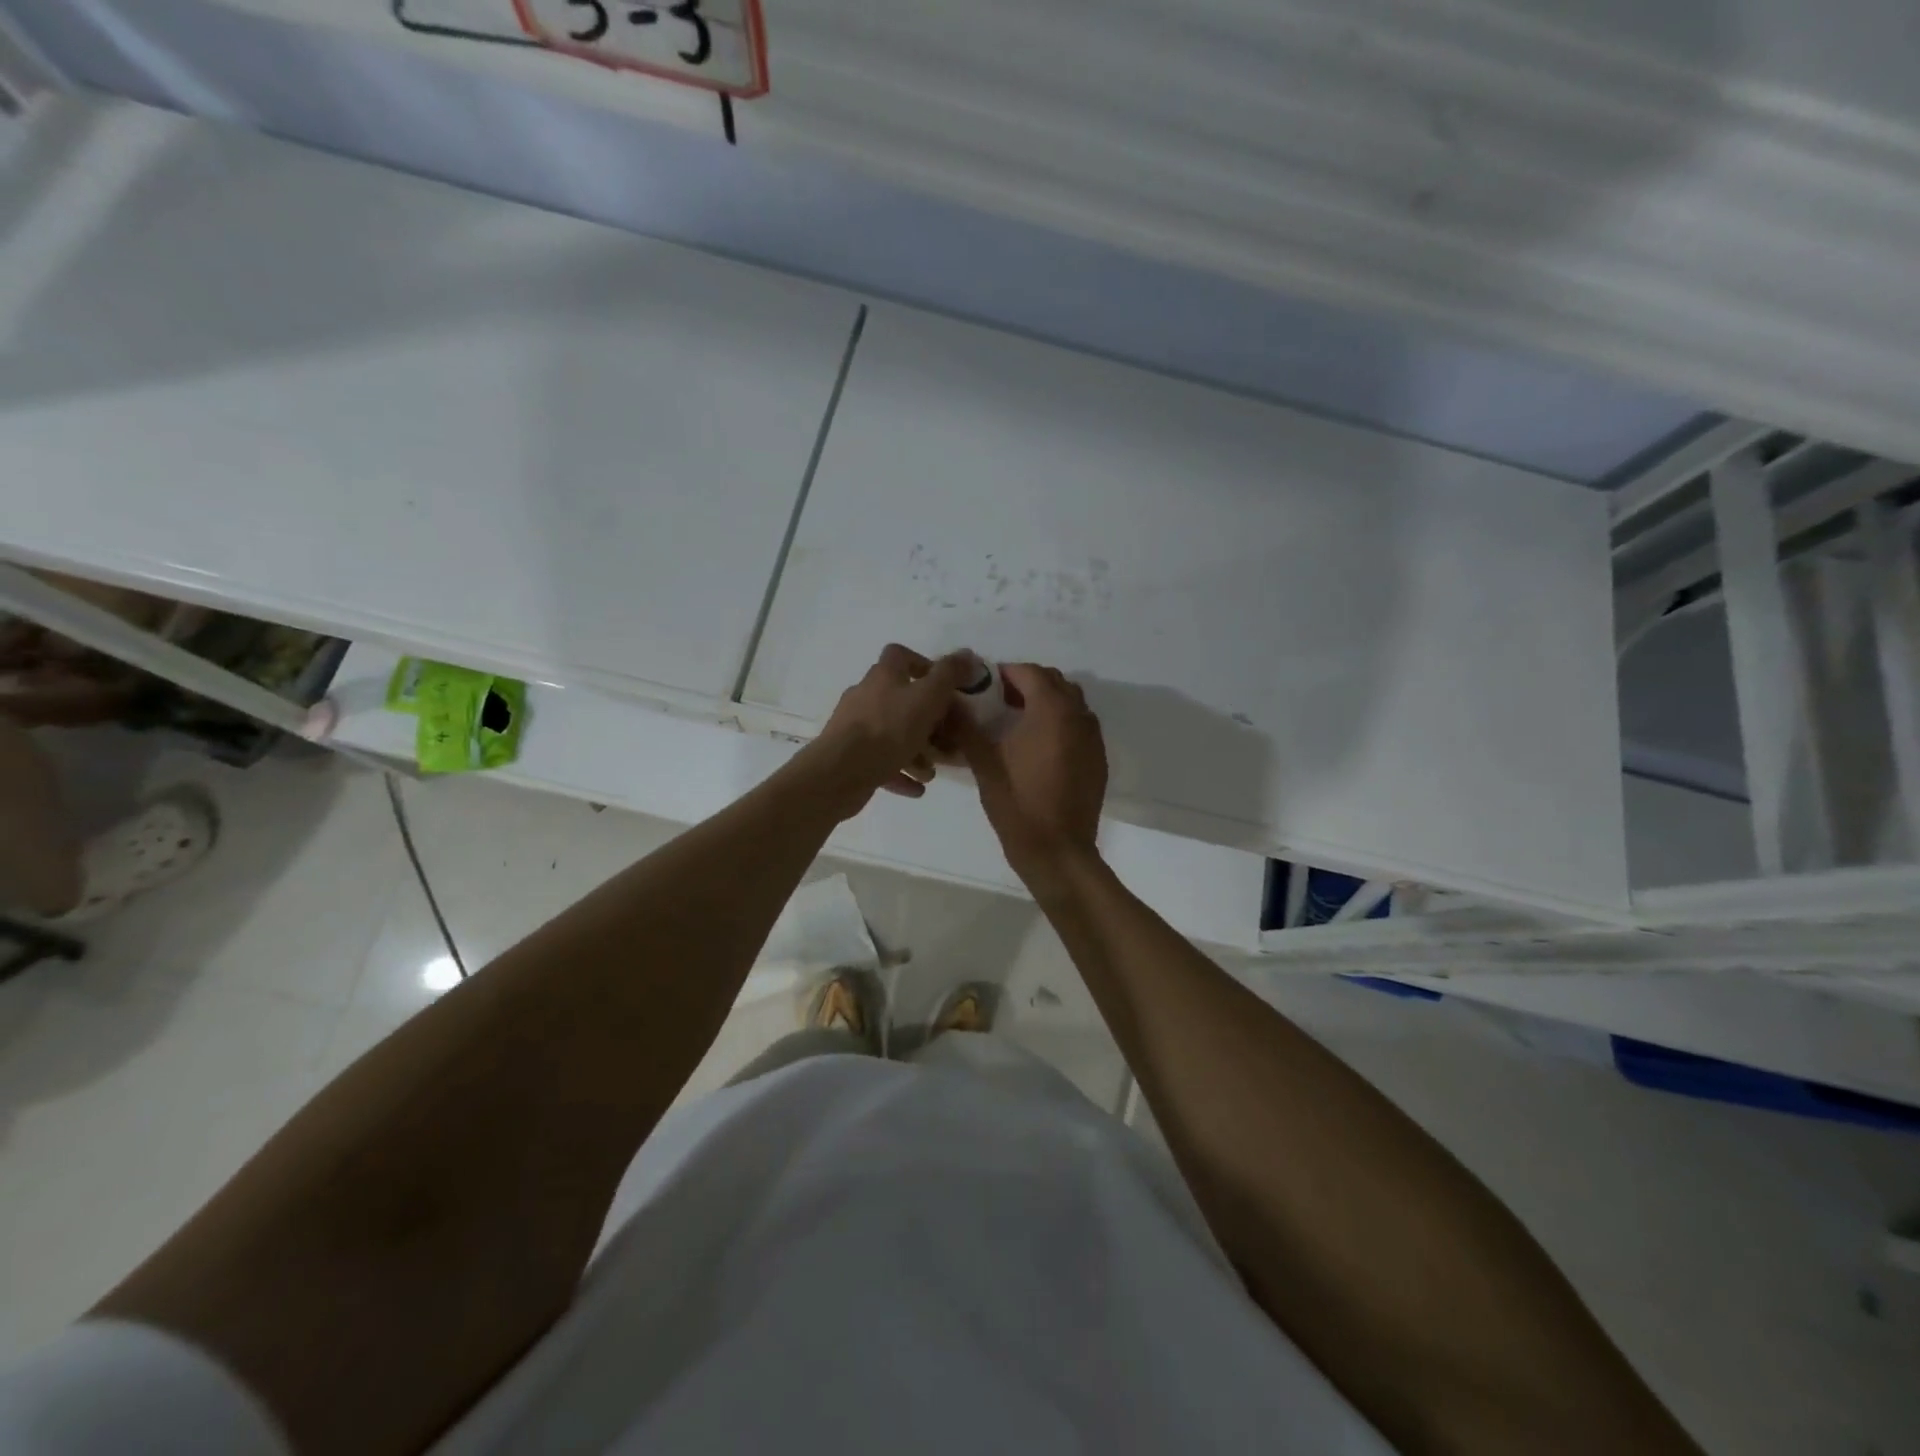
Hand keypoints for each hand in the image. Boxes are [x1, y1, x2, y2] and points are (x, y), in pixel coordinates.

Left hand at [804, 644, 970, 818]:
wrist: (841, 772)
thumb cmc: (889, 729)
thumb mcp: (928, 697)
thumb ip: (949, 674)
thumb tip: (967, 653)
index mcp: (882, 676)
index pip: (900, 655)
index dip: (923, 665)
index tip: (944, 687)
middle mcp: (865, 696)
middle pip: (900, 701)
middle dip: (926, 722)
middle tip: (945, 740)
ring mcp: (854, 728)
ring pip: (892, 735)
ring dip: (915, 752)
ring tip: (931, 772)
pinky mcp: (850, 757)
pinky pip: (881, 762)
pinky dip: (900, 772)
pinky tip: (917, 788)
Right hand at [952, 663, 1106, 888]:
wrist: (1057, 850)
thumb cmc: (1017, 803)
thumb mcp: (984, 763)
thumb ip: (966, 727)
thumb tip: (948, 703)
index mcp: (1051, 711)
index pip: (1029, 672)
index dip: (1005, 673)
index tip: (983, 685)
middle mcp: (1078, 716)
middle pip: (1054, 682)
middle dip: (1026, 683)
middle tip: (999, 700)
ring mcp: (1092, 738)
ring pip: (1071, 702)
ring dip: (1046, 701)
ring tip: (1018, 721)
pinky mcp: (1097, 758)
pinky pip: (1080, 725)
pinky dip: (1060, 722)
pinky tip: (1039, 746)